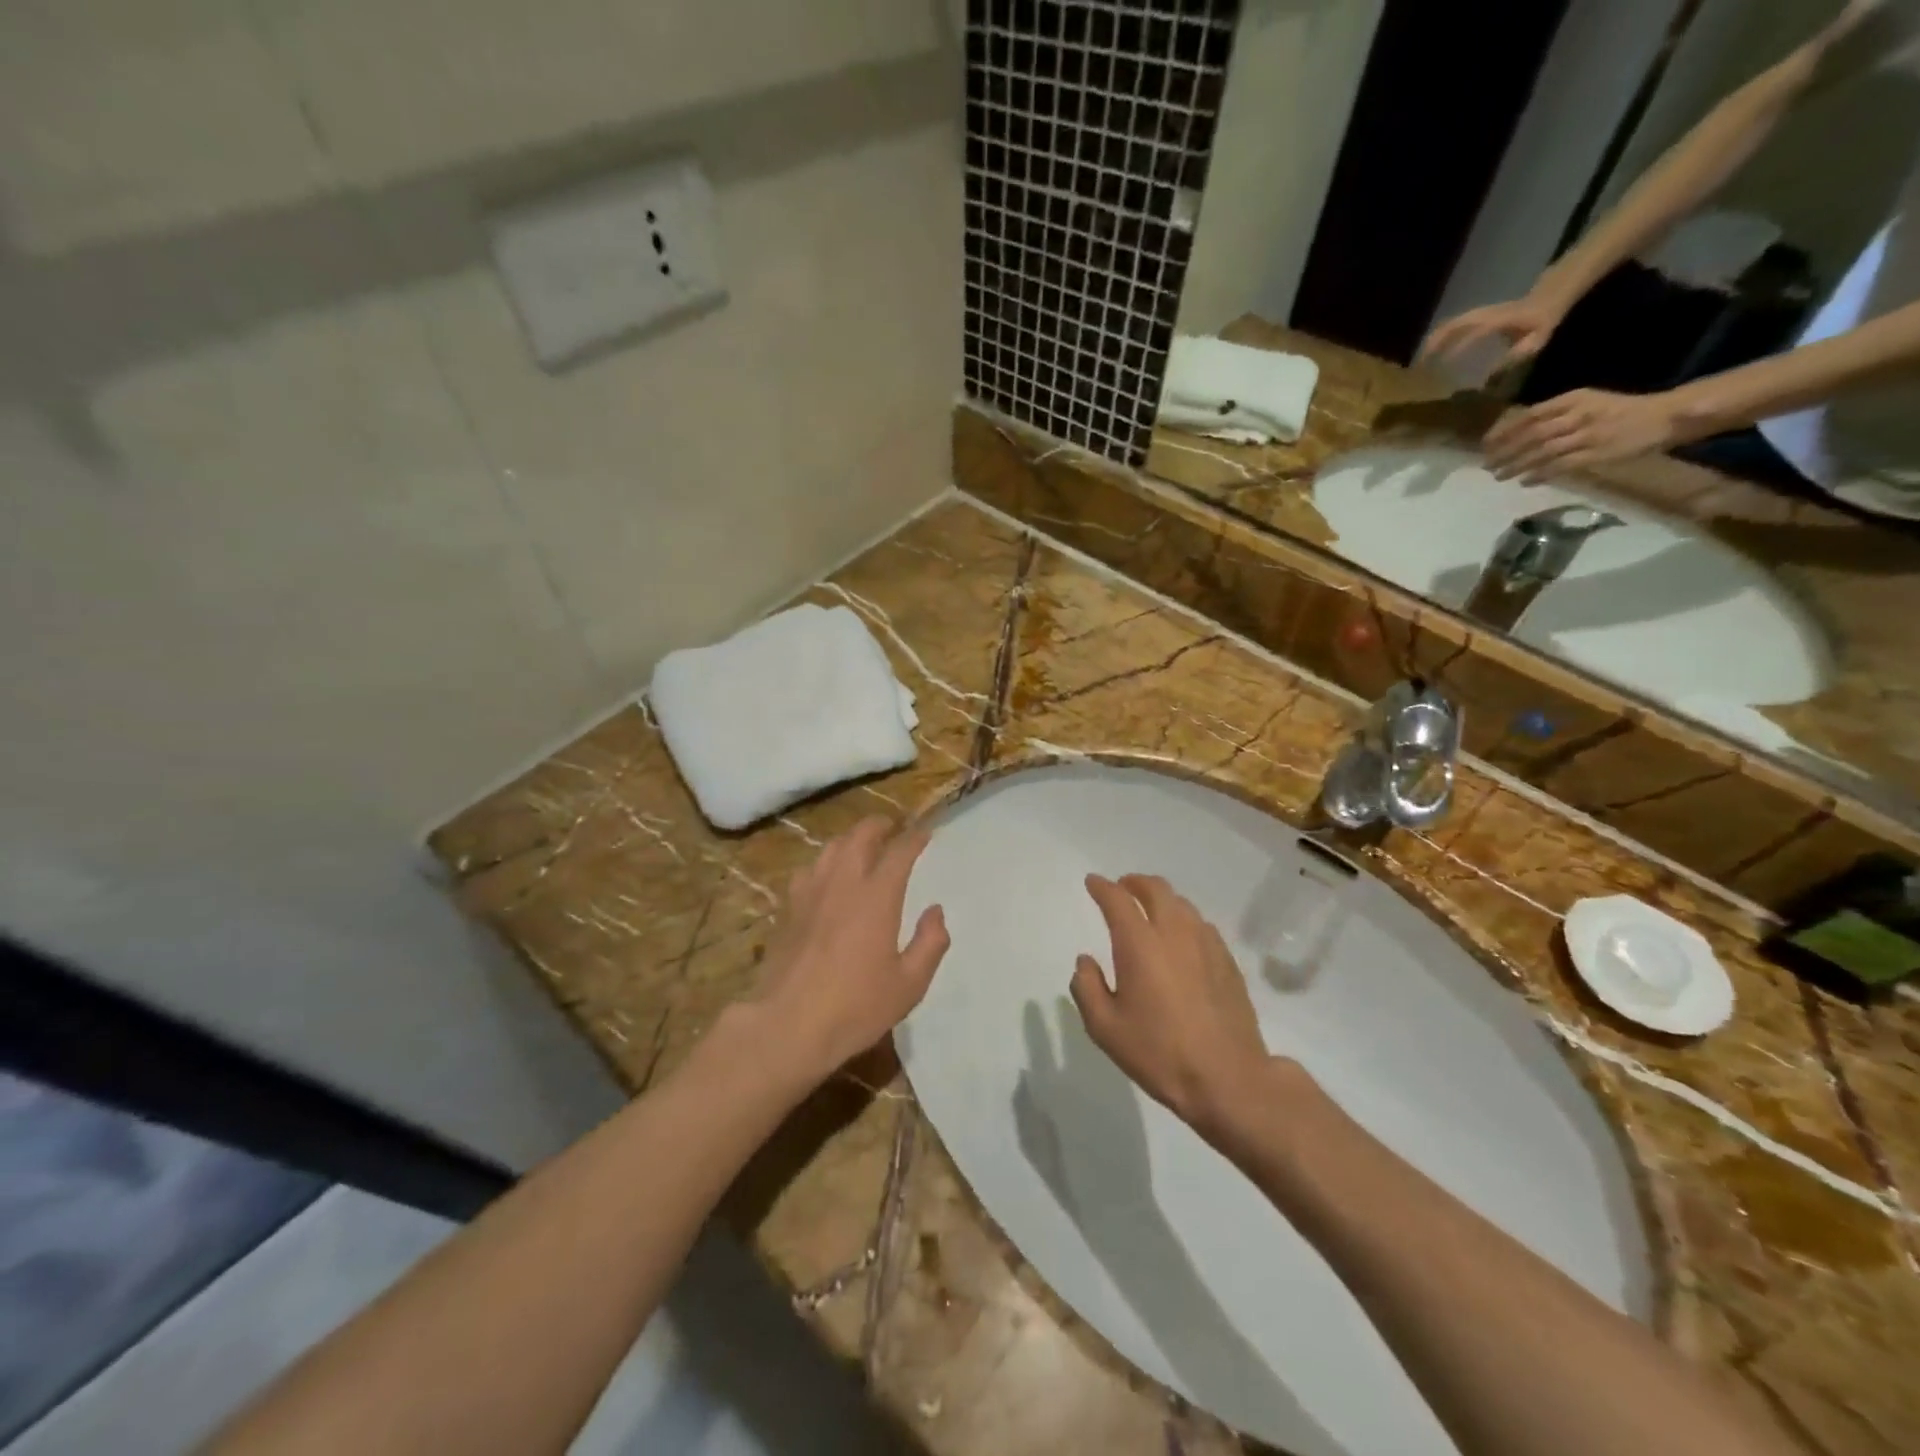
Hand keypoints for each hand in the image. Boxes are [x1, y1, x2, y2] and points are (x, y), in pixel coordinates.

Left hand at [747, 817, 948, 1086]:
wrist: (788, 1025)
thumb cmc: (856, 1007)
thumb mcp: (909, 985)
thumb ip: (930, 943)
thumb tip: (935, 912)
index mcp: (877, 897)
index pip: (899, 852)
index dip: (915, 838)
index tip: (925, 833)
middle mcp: (843, 884)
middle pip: (859, 836)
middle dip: (879, 826)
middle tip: (891, 828)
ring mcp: (810, 893)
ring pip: (831, 848)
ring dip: (850, 839)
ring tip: (861, 846)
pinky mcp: (788, 909)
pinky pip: (808, 870)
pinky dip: (824, 863)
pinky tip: (826, 878)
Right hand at [1069, 874, 1276, 1142]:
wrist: (1228, 1079)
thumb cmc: (1159, 1053)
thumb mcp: (1105, 1028)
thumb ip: (1087, 988)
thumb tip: (1086, 961)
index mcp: (1139, 944)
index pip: (1117, 899)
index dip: (1102, 887)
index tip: (1092, 883)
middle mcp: (1174, 933)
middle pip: (1156, 889)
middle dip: (1134, 882)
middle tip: (1122, 889)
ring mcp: (1206, 945)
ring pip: (1182, 904)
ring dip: (1161, 899)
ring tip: (1151, 911)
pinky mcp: (1228, 962)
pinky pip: (1202, 926)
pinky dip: (1184, 920)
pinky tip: (1182, 939)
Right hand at [1419, 294, 1566, 372]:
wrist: (1550, 295)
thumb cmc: (1542, 321)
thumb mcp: (1535, 341)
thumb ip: (1514, 357)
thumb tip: (1491, 377)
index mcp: (1498, 321)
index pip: (1473, 333)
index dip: (1456, 348)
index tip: (1441, 366)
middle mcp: (1485, 315)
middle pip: (1454, 325)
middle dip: (1435, 344)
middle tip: (1419, 365)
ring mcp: (1479, 313)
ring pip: (1450, 323)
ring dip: (1434, 340)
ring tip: (1421, 359)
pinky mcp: (1477, 315)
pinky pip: (1453, 324)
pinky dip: (1440, 335)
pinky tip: (1433, 349)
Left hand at [1483, 388, 1689, 481]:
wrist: (1664, 416)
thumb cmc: (1621, 410)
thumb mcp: (1587, 402)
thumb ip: (1556, 414)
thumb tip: (1519, 431)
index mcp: (1574, 399)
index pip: (1529, 416)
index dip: (1504, 432)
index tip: (1486, 445)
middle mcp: (1578, 415)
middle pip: (1531, 435)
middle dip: (1505, 451)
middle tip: (1486, 464)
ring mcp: (1587, 435)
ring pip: (1542, 452)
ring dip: (1517, 465)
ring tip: (1499, 475)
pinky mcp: (1596, 454)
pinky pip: (1560, 466)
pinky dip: (1539, 474)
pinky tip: (1524, 481)